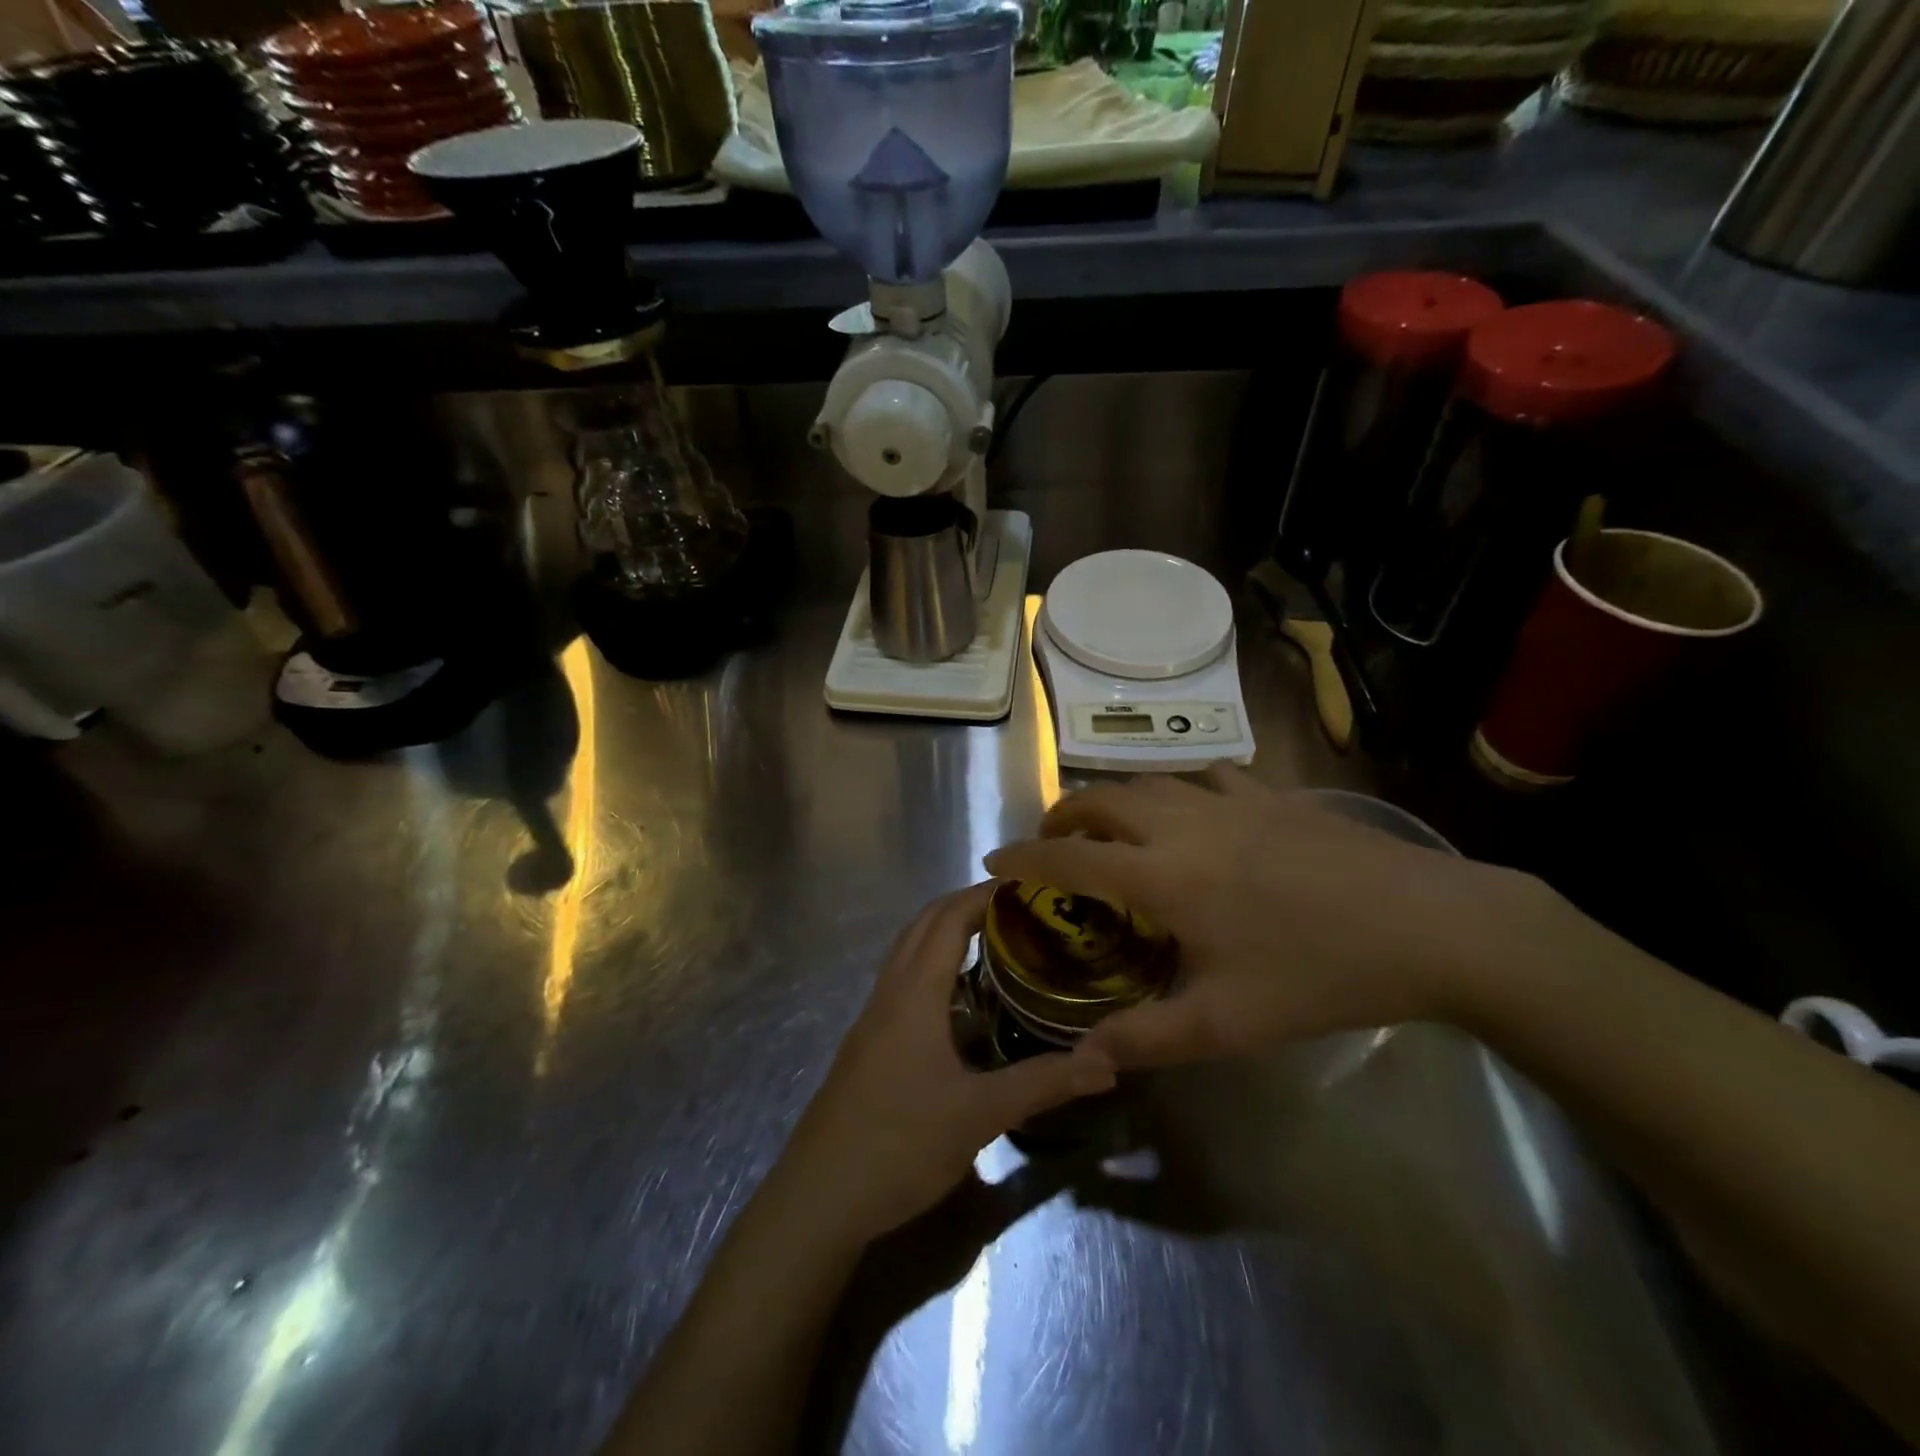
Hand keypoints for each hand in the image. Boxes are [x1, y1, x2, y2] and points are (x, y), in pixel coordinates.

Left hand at [772, 884, 1116, 1243]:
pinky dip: (932, 967)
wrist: (817, 1198)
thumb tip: (1107, 1062)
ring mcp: (872, 1019)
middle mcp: (889, 993)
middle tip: (1018, 908)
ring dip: (945, 933)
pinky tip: (959, 1002)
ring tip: (995, 942)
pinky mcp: (866, 1045)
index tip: (1026, 884)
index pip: (948, 919)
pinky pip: (902, 983)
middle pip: (923, 925)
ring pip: (908, 953)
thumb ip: (1043, 1084)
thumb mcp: (978, 1115)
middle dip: (966, 905)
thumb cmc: (898, 1145)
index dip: (984, 894)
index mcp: (914, 994)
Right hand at [984, 766, 1545, 1068]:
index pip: (1069, 858)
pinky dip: (1178, 788)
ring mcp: (1230, 801)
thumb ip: (1148, 1039)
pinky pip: (1206, 776)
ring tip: (1109, 826)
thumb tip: (1085, 1055)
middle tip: (1050, 844)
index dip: (1023, 858)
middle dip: (1062, 816)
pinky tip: (1191, 808)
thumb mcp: (1230, 1023)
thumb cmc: (1320, 974)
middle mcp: (1184, 824)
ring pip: (1149, 780)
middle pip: (1101, 799)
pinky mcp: (1273, 794)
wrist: (1431, 926)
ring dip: (1114, 798)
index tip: (992, 860)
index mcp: (1164, 876)